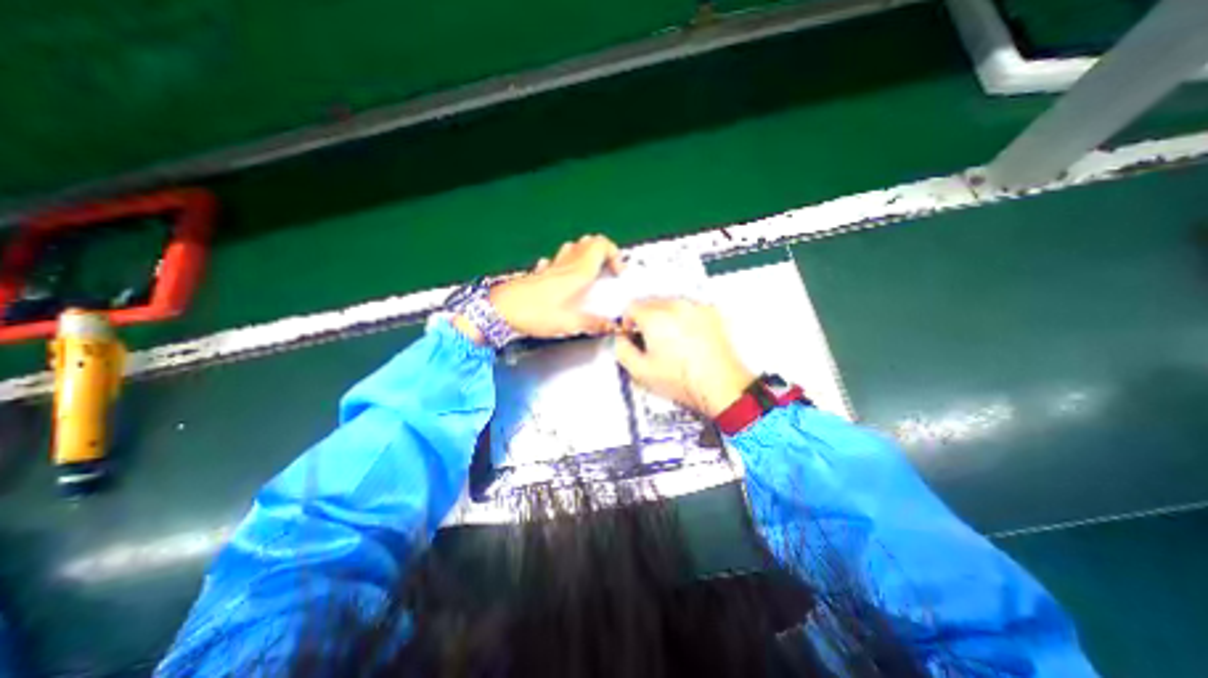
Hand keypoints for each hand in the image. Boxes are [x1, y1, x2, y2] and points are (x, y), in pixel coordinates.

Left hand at [489, 234, 621, 339]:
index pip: (601, 245)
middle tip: (606, 273)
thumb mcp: (568, 323)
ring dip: (585, 256)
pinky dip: (566, 265)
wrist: (499, 310)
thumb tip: (613, 326)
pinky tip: (564, 279)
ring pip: (573, 248)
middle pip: (589, 242)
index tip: (618, 273)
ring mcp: (551, 266)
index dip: (614, 254)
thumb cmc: (535, 313)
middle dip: (603, 253)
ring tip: (590, 275)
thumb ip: (593, 323)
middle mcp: (566, 263)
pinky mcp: (539, 273)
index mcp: (578, 272)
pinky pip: (556, 261)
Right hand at [616, 299, 750, 416]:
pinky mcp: (711, 312)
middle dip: (645, 317)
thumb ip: (622, 350)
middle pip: (650, 302)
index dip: (628, 322)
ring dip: (664, 315)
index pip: (632, 307)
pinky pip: (690, 307)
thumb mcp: (641, 371)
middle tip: (650, 339)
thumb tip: (621, 339)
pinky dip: (684, 317)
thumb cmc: (682, 380)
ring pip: (670, 303)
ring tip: (671, 340)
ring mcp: (696, 307)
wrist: (720, 385)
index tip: (632, 334)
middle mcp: (675, 305)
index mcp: (655, 317)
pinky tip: (688, 337)